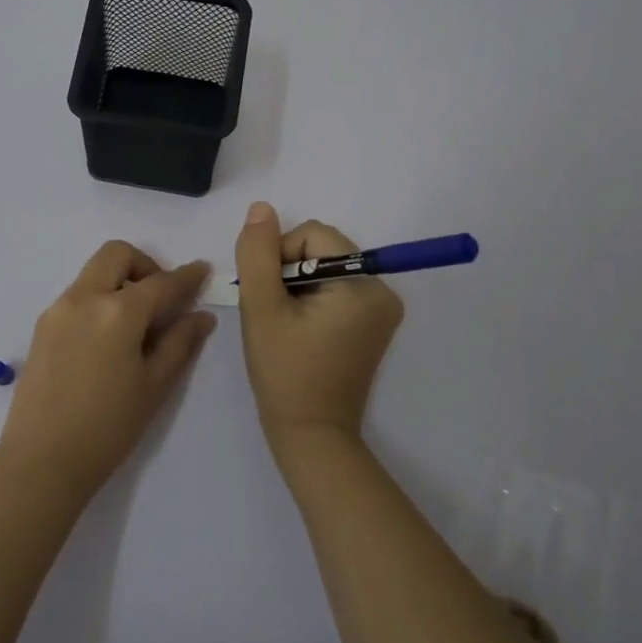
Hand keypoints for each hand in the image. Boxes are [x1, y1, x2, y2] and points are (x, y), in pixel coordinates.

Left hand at [0, 241, 215, 501]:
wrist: (41, 461)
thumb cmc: (108, 428)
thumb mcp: (154, 387)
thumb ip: (180, 343)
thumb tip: (200, 315)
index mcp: (117, 311)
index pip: (161, 283)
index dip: (186, 276)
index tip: (201, 270)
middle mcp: (84, 298)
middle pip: (117, 255)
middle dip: (145, 266)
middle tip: (161, 299)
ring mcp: (58, 309)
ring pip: (94, 273)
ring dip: (120, 282)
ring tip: (135, 325)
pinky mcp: (42, 326)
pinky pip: (77, 295)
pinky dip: (99, 299)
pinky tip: (108, 339)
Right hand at [234, 203, 403, 450]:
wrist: (310, 434)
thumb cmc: (284, 372)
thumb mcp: (262, 308)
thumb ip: (258, 254)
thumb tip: (261, 208)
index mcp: (363, 285)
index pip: (313, 236)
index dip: (279, 255)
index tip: (266, 294)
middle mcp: (382, 290)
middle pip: (321, 249)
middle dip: (288, 271)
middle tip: (272, 310)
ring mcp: (381, 309)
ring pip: (324, 267)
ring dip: (296, 285)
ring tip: (284, 322)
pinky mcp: (372, 323)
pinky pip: (335, 288)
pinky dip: (311, 298)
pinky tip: (297, 327)